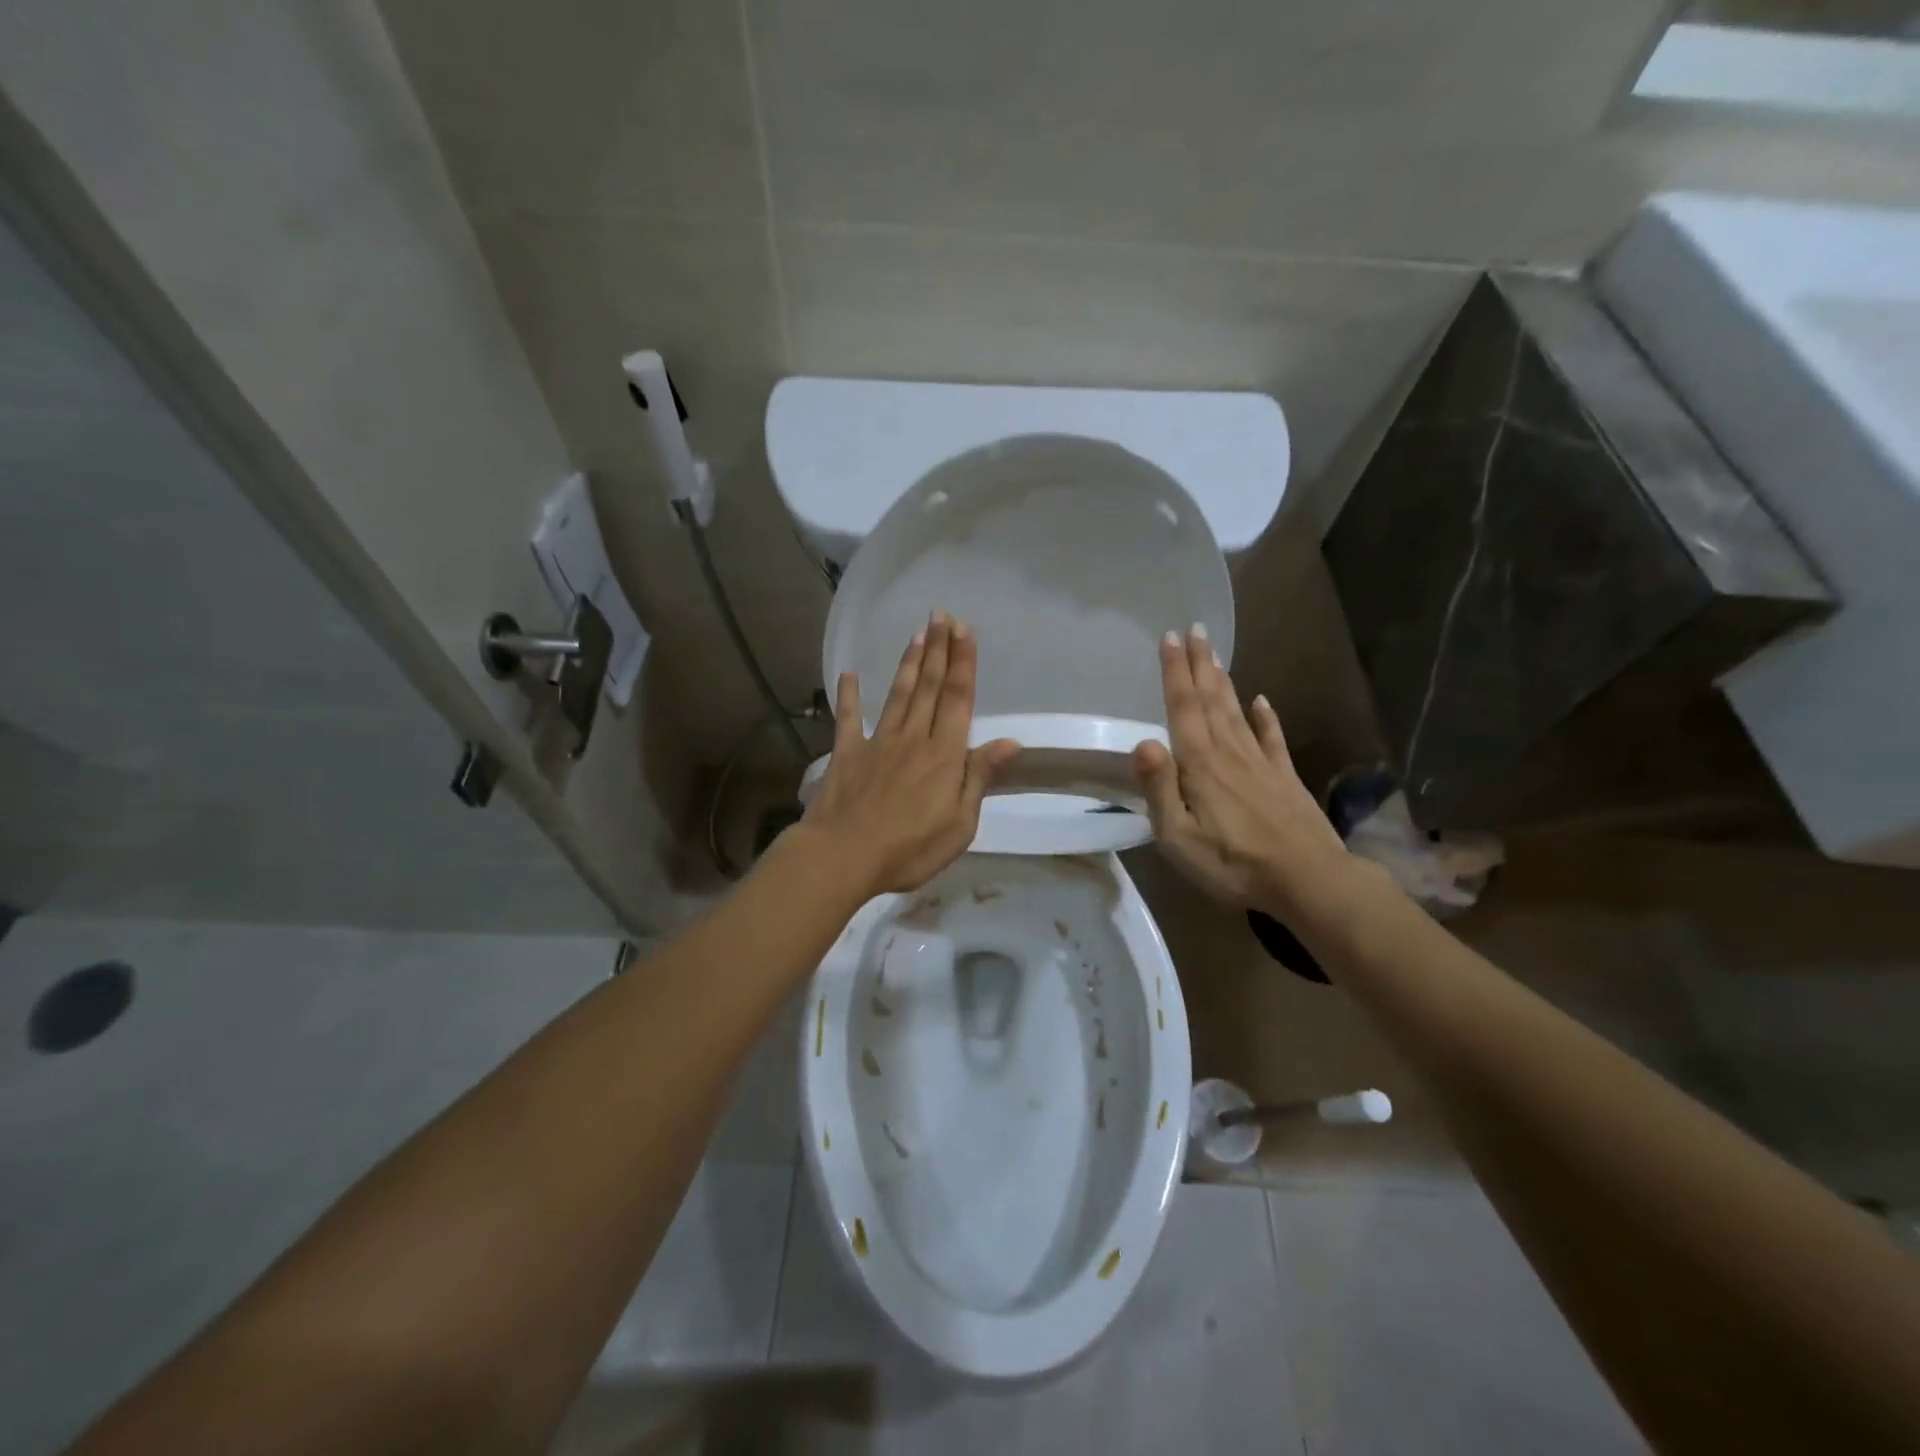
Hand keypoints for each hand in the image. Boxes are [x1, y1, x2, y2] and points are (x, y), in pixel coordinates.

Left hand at [803, 611, 1020, 898]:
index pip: (958, 699)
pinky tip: (850, 675)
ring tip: (917, 634)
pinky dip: (849, 696)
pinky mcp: (846, 754)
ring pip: (898, 695)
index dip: (963, 663)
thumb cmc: (909, 849)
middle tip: (941, 615)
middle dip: (938, 649)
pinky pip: (849, 719)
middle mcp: (913, 738)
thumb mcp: (960, 824)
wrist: (843, 856)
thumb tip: (1009, 742)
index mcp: (944, 755)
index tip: (965, 630)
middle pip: (930, 687)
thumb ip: (979, 777)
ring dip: (909, 664)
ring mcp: (877, 743)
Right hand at [1132, 626, 1347, 915]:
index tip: (1170, 637)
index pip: (1183, 707)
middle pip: (1211, 699)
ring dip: (1224, 680)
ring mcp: (1261, 763)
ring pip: (1237, 711)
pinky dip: (1267, 717)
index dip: (1175, 672)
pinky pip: (1272, 738)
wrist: (1309, 881)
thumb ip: (1159, 788)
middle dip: (1200, 663)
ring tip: (1215, 653)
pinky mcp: (1285, 778)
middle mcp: (1229, 752)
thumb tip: (1141, 741)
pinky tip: (1263, 700)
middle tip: (1194, 629)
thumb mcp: (1179, 837)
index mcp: (1200, 764)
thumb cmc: (1232, 864)